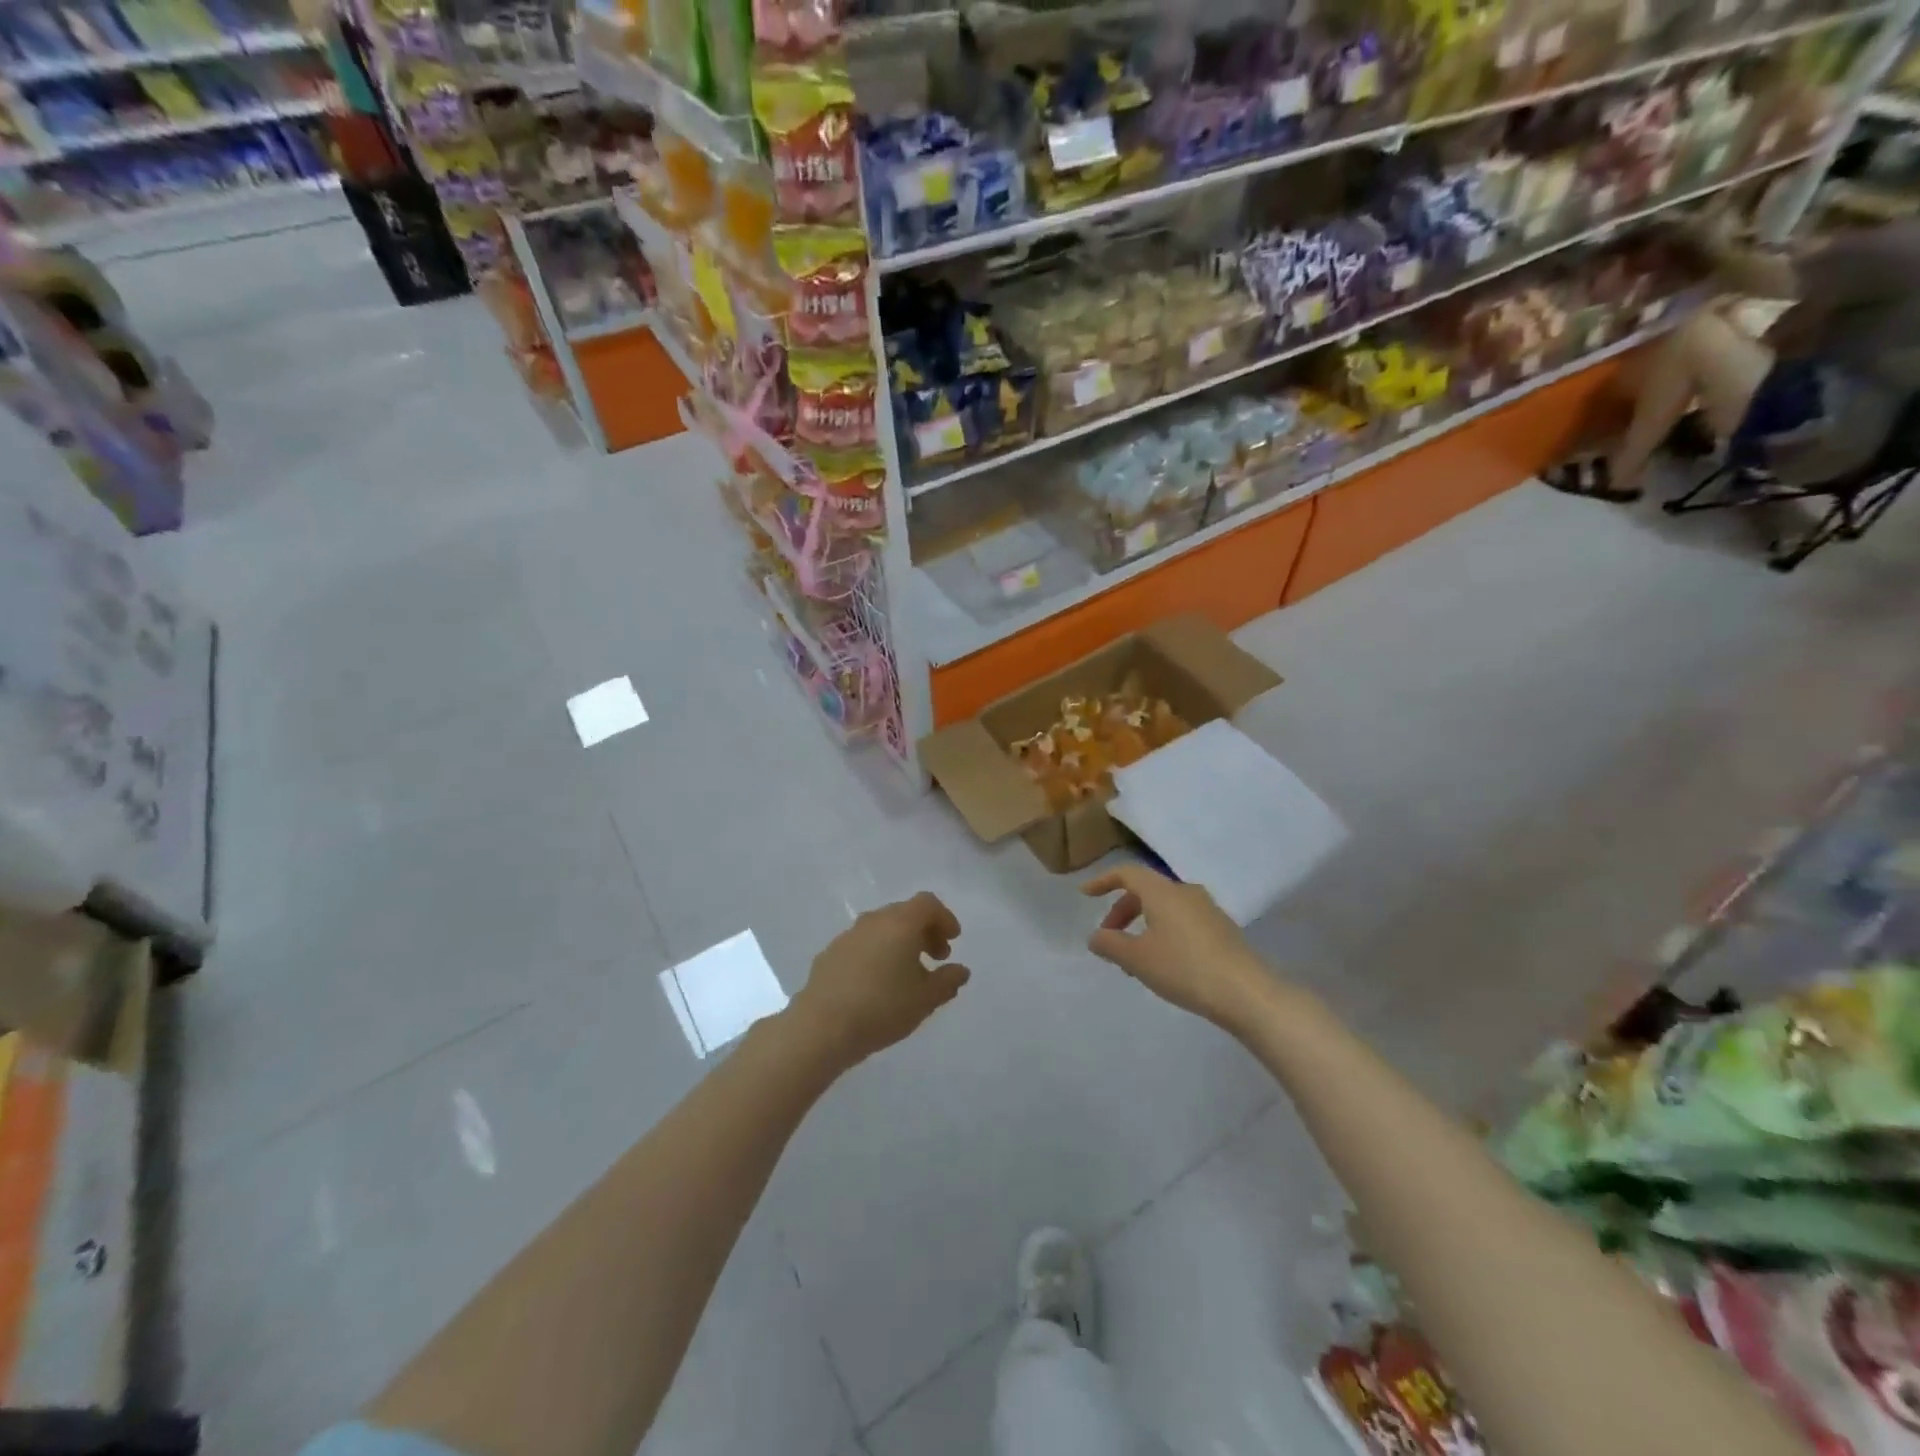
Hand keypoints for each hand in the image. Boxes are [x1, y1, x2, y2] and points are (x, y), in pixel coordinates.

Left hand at [789, 892, 969, 1069]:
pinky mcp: (830, 954)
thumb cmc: (882, 1008)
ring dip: (900, 943)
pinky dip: (878, 953)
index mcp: (900, 923)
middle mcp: (874, 921)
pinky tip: (878, 983)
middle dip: (925, 931)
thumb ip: (948, 981)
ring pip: (882, 928)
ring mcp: (848, 935)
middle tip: (936, 958)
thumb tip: (960, 970)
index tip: (953, 940)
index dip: (944, 918)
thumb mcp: (925, 999)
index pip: (927, 904)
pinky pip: (863, 944)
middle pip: (905, 913)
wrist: (821, 1027)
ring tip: (908, 975)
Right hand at [1081, 866, 1272, 1031]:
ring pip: (1165, 907)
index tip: (1086, 895)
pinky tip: (1163, 963)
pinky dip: (1163, 932)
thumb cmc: (1184, 968)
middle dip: (1122, 911)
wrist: (1246, 992)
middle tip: (1109, 938)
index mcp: (1162, 892)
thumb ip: (1110, 944)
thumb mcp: (1137, 959)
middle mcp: (1185, 892)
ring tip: (1134, 959)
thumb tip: (1095, 936)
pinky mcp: (1222, 929)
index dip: (1103, 881)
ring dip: (1143, 925)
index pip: (1127, 873)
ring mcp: (1207, 909)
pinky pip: (1182, 920)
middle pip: (1145, 891)